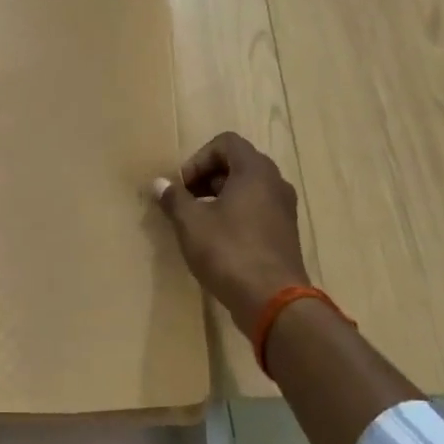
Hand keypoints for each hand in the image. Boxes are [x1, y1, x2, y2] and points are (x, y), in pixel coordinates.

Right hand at [154, 132, 309, 333]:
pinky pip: (257, 210)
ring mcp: (284, 209)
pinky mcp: (285, 234)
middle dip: (207, 178)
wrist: (273, 301)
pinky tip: (218, 241)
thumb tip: (158, 183)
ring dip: (220, 198)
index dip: (198, 159)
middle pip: (238, 164)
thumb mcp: (191, 224)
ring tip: (199, 223)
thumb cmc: (229, 252)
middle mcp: (275, 183)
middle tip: (187, 202)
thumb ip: (174, 199)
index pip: (226, 143)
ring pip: (248, 189)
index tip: (184, 187)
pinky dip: (236, 215)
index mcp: (255, 171)